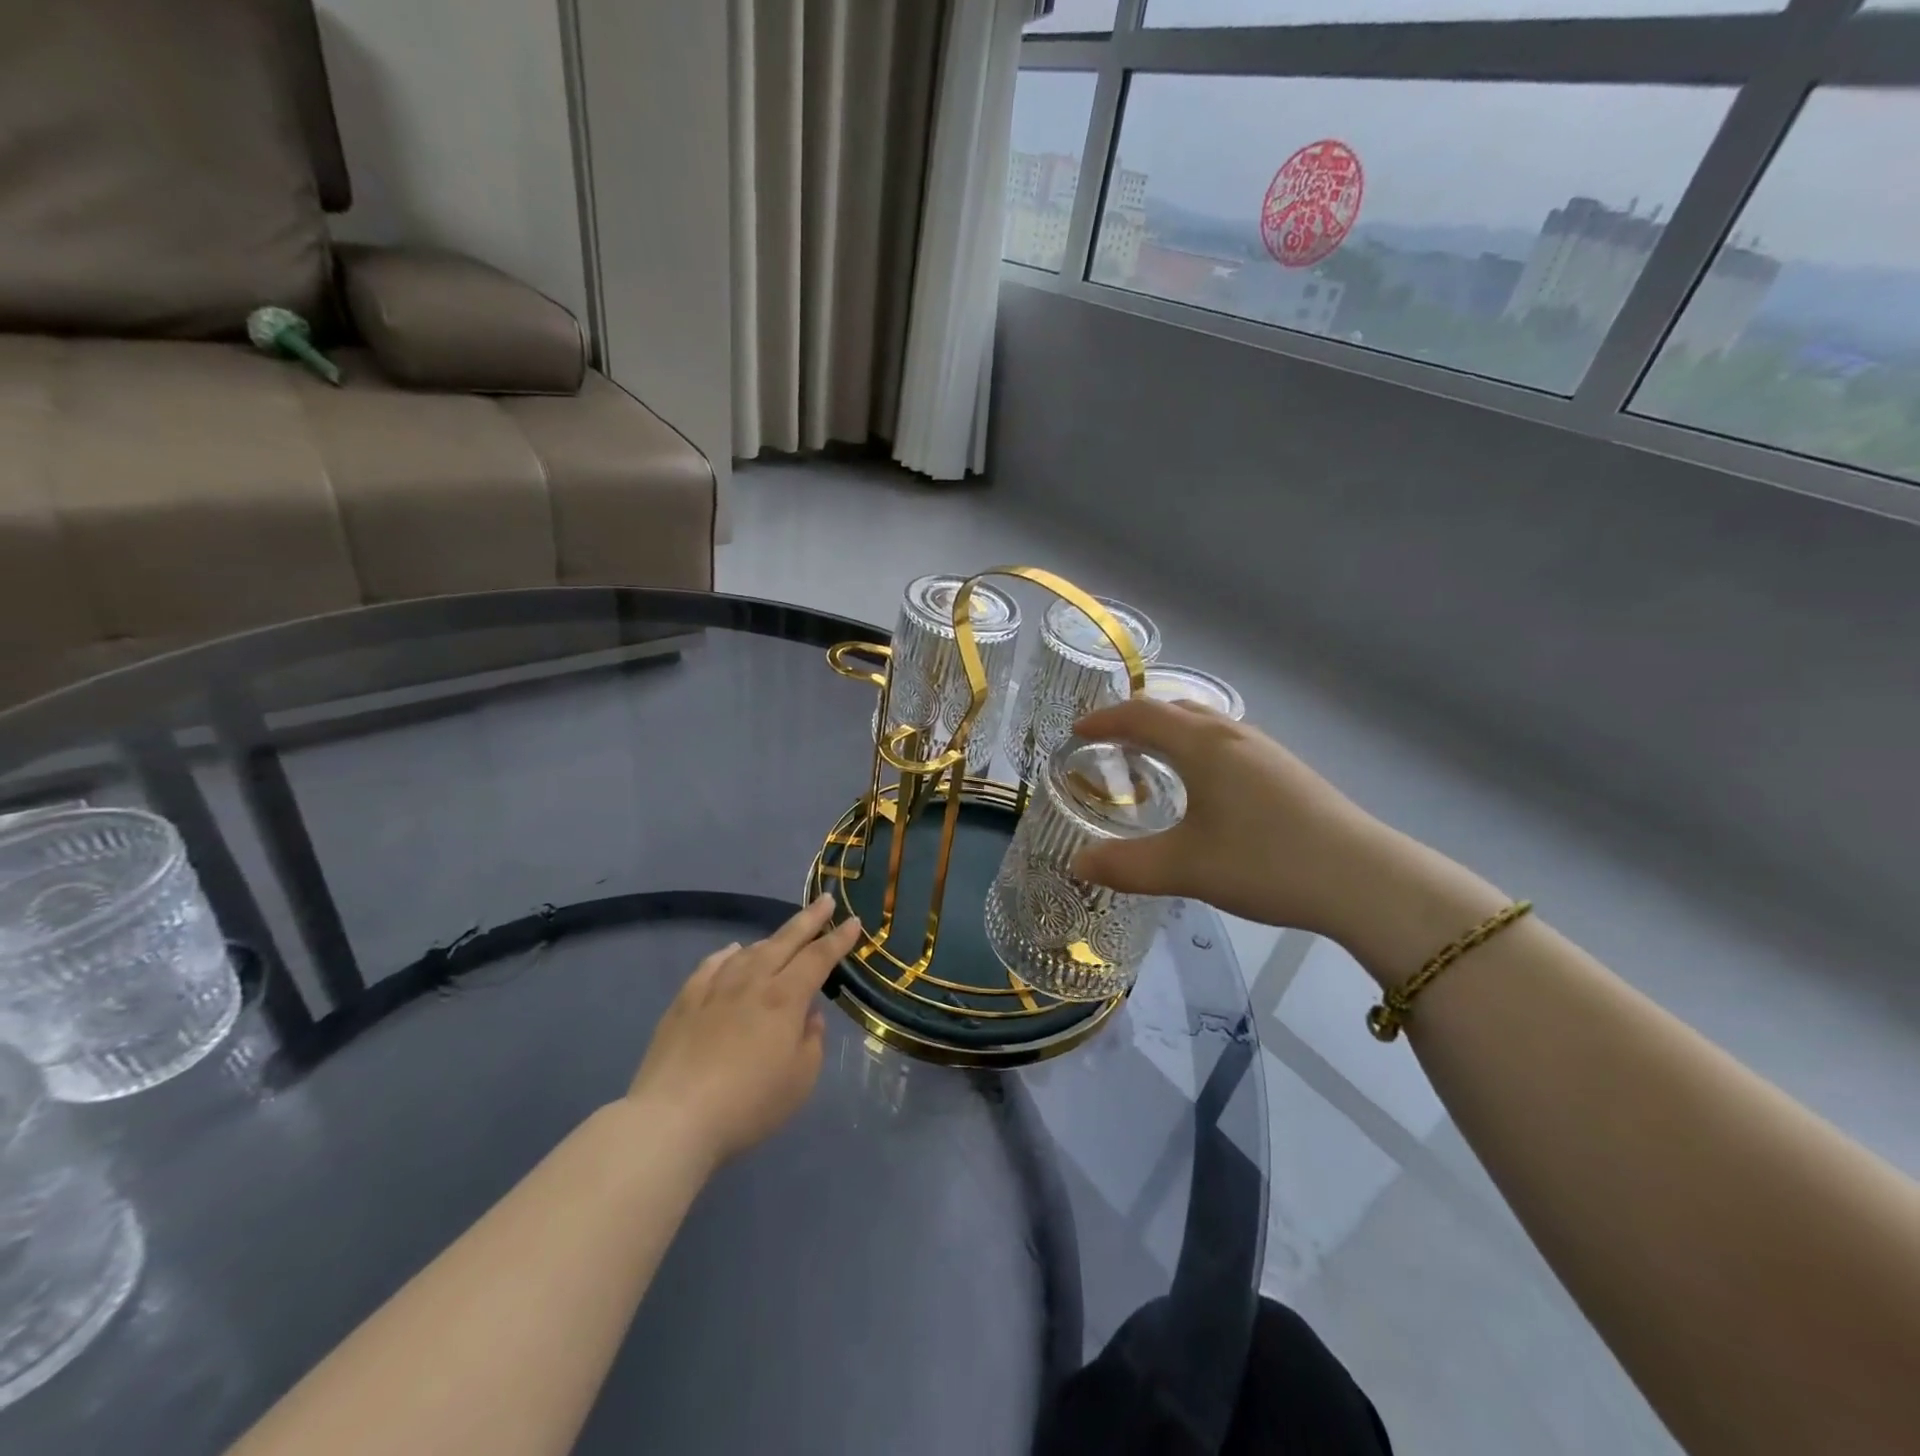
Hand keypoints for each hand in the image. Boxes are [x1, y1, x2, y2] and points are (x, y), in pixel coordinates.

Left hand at [626, 896, 861, 1167]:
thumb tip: (808, 1016)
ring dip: (770, 939)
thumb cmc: (748, 1104)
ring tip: (782, 935)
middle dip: (809, 919)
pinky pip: (711, 965)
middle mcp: (752, 982)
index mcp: (785, 998)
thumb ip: (812, 1042)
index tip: (854, 921)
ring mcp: (714, 989)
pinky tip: (731, 951)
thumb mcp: (800, 1081)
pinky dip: (727, 954)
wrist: (673, 1120)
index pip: (818, 958)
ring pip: (748, 950)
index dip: (839, 939)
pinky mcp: (684, 1002)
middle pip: (785, 941)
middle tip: (825, 900)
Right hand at [1064, 698, 1394, 942]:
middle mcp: (1233, 736)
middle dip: (1136, 722)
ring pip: (1205, 727)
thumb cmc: (1265, 862)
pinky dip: (1197, 753)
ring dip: (1170, 736)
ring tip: (1151, 765)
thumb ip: (1125, 866)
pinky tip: (1203, 791)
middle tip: (1108, 747)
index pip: (1142, 714)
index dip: (1104, 720)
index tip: (1076, 732)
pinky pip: (1226, 746)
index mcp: (1203, 745)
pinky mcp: (1287, 773)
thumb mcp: (1185, 868)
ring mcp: (1266, 752)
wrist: (1364, 880)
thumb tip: (1078, 863)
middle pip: (1175, 711)